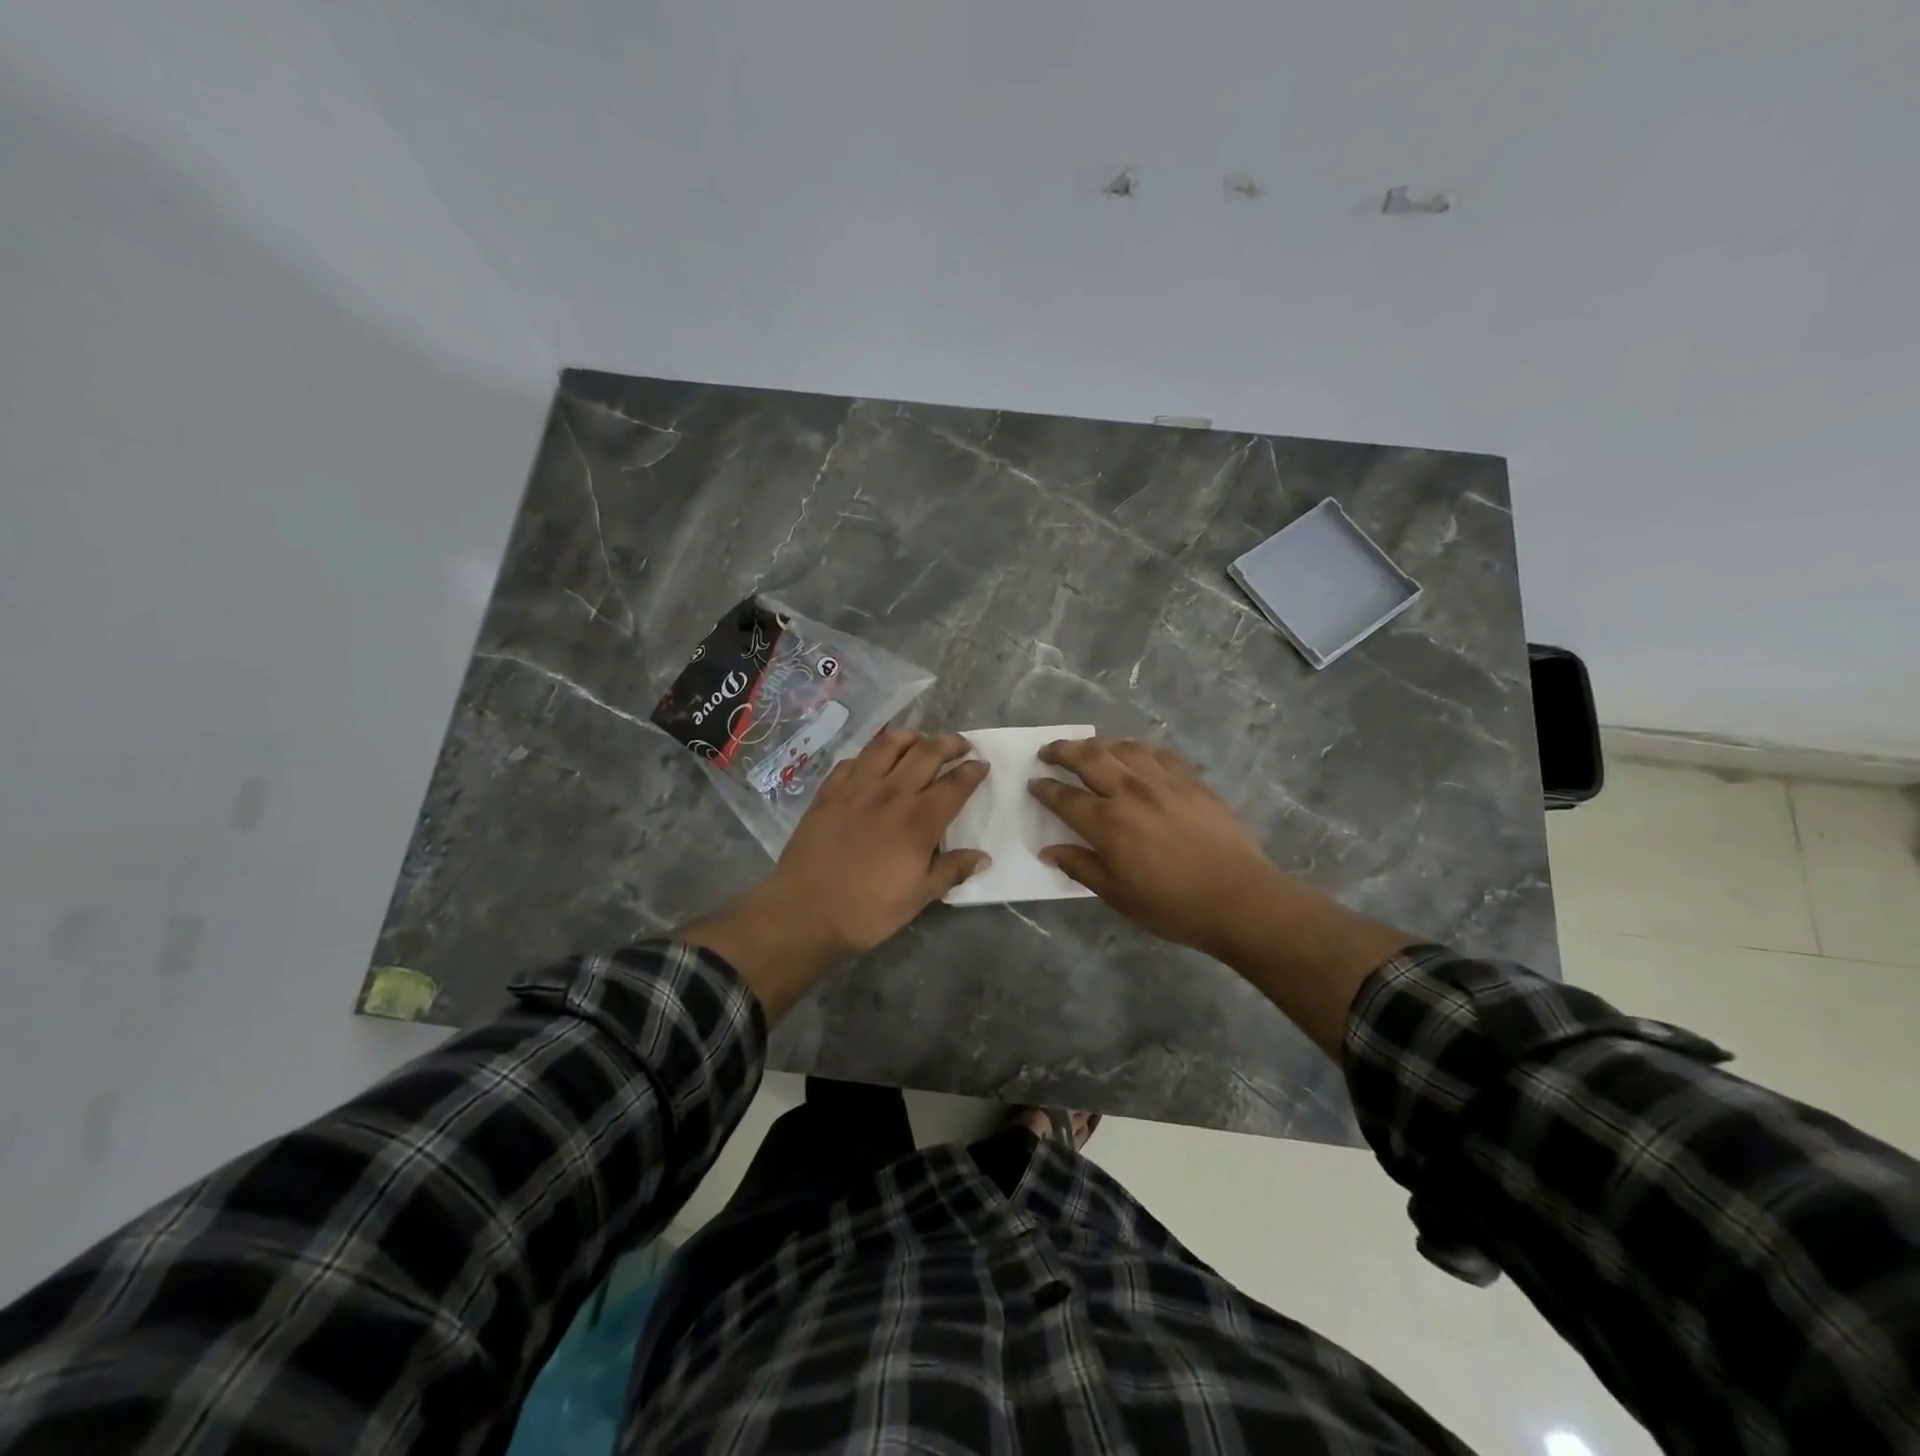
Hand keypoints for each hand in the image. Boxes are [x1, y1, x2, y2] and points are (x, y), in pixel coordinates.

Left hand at [680, 729, 989, 1018]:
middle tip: (961, 746)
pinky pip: (854, 760)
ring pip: (888, 744)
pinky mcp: (829, 791)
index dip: (972, 771)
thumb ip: (951, 871)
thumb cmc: (867, 910)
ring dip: (911, 737)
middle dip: (950, 743)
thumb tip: (983, 857)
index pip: (955, 784)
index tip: (982, 765)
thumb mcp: (918, 897)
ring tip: (921, 741)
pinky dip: (871, 755)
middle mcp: (891, 794)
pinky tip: (874, 763)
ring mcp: (856, 788)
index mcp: (919, 821)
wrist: (804, 912)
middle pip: (926, 752)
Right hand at [1029, 737, 1415, 1057]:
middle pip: (1088, 758)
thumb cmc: (1172, 905)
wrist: (1238, 898)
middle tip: (1048, 752)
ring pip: (1122, 748)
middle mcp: (1130, 792)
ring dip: (1098, 744)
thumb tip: (1047, 849)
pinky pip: (1158, 753)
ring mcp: (1163, 781)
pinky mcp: (1191, 780)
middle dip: (1062, 751)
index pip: (1064, 798)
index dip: (1044, 789)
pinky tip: (1134, 753)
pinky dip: (1138, 748)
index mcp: (1107, 823)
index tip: (1033, 784)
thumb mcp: (1117, 895)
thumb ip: (1080, 866)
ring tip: (1088, 748)